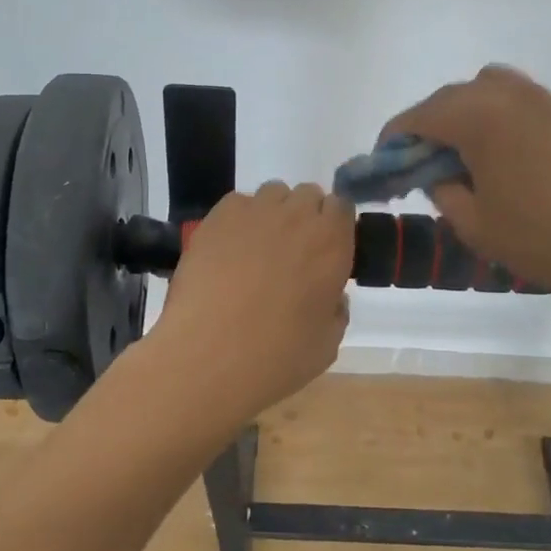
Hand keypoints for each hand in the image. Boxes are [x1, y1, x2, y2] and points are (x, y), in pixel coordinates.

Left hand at [151, 182, 354, 420]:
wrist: (208, 356)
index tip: (326, 249)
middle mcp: (297, 217)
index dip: (334, 225)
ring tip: (258, 248)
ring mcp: (255, 212)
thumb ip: (336, 310)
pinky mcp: (218, 217)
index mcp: (332, 243)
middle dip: (305, 217)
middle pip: (308, 195)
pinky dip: (239, 219)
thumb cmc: (276, 357)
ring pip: (273, 193)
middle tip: (292, 251)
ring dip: (273, 213)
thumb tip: (331, 296)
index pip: (342, 207)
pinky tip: (229, 249)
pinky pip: (237, 203)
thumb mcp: (327, 344)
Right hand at [382, 65, 550, 312]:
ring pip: (492, 90)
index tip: (385, 159)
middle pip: (454, 96)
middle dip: (430, 122)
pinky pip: (526, 104)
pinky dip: (504, 120)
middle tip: (424, 161)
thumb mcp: (475, 225)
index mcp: (480, 117)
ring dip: (468, 113)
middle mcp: (513, 96)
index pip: (420, 115)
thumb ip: (444, 190)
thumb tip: (439, 172)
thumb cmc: (545, 242)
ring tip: (469, 155)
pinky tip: (514, 161)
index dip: (394, 136)